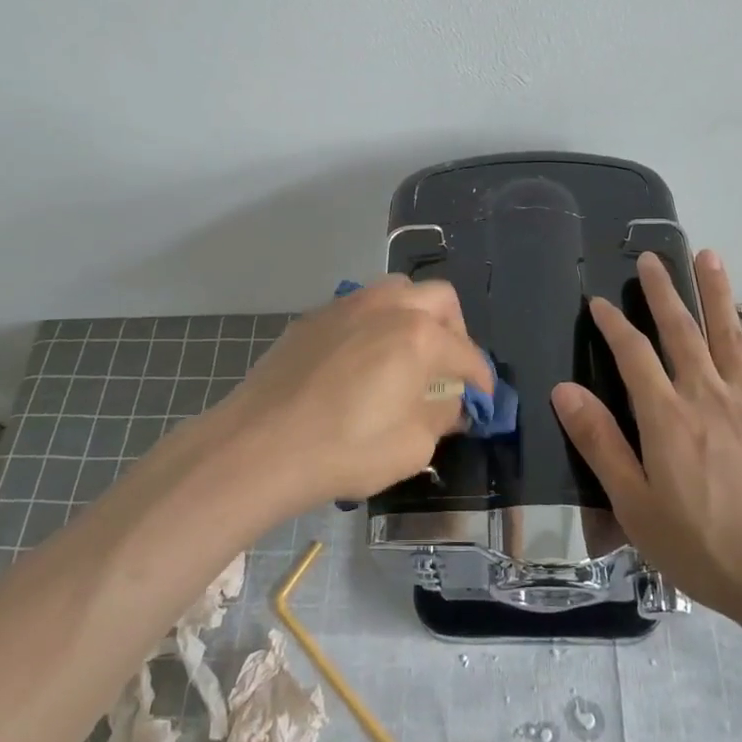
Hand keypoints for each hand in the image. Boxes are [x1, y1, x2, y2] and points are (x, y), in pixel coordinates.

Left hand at [220, 276, 492, 511]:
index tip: (483, 400)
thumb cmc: (344, 450)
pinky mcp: (313, 317)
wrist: (258, 446)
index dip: (481, 379)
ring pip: (396, 290)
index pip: (466, 353)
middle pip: (439, 299)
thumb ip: (441, 416)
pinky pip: (358, 308)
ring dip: (414, 315)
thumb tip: (452, 403)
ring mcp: (346, 306)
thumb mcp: (411, 446)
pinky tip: (361, 360)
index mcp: (419, 336)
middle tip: (448, 367)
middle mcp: (387, 307)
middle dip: (455, 330)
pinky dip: (375, 324)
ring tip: (407, 353)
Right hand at [551, 250, 741, 636]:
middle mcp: (709, 397)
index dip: (614, 324)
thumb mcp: (634, 505)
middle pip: (683, 332)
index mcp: (667, 416)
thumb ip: (600, 443)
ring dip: (718, 295)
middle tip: (653, 257)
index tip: (600, 301)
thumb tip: (564, 389)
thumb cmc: (702, 547)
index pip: (633, 354)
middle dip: (665, 292)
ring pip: (731, 337)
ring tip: (709, 257)